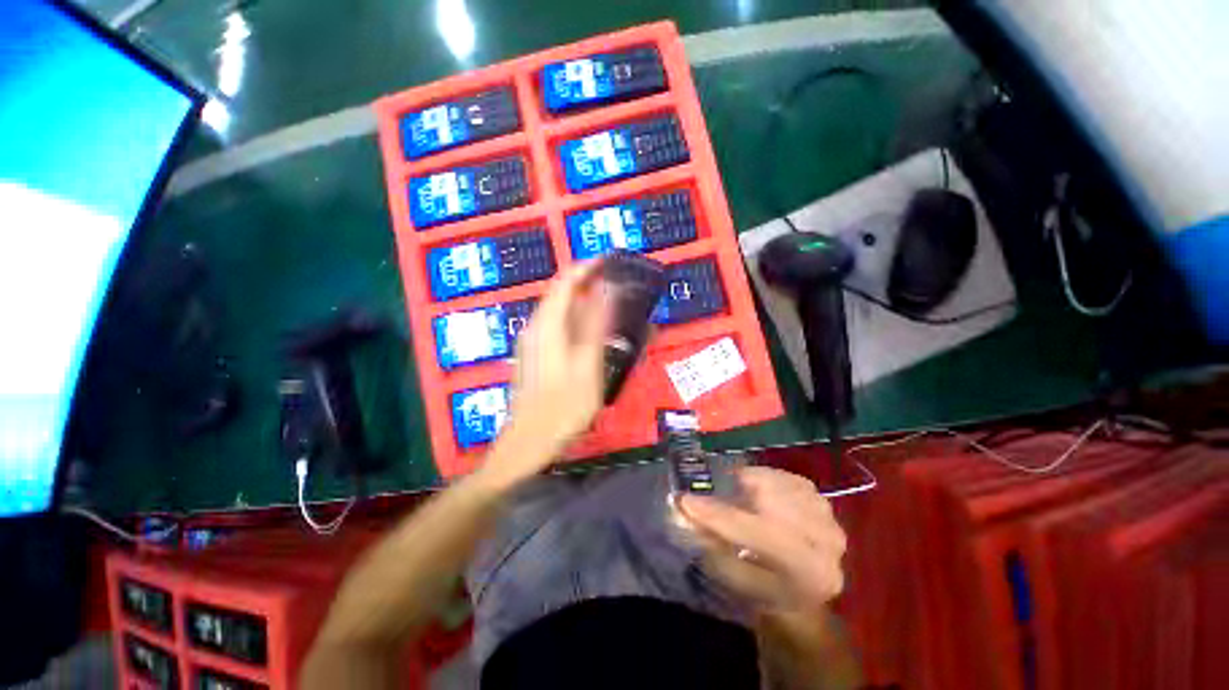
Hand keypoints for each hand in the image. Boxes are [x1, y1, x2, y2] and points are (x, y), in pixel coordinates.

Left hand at [490, 262, 608, 478]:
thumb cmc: (563, 407)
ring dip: (580, 302)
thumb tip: (606, 290)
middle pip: (558, 294)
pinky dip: (573, 320)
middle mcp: (534, 327)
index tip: (608, 261)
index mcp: (547, 326)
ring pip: (556, 310)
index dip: (585, 268)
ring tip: (606, 304)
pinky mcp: (532, 355)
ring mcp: (530, 342)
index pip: (564, 283)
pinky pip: (553, 326)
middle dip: (584, 283)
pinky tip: (588, 331)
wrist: (528, 443)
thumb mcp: (588, 365)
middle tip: (613, 283)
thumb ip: (596, 325)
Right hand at [678, 467, 846, 613]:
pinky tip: (760, 495)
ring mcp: (827, 515)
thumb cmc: (766, 591)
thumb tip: (685, 510)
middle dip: (734, 495)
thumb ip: (712, 544)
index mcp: (808, 572)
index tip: (685, 500)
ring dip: (750, 487)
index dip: (717, 515)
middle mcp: (826, 542)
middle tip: (710, 497)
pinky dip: (765, 480)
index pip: (756, 533)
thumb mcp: (736, 580)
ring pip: (776, 484)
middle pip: (770, 501)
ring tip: (739, 500)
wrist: (805, 589)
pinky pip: (783, 477)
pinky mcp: (821, 498)